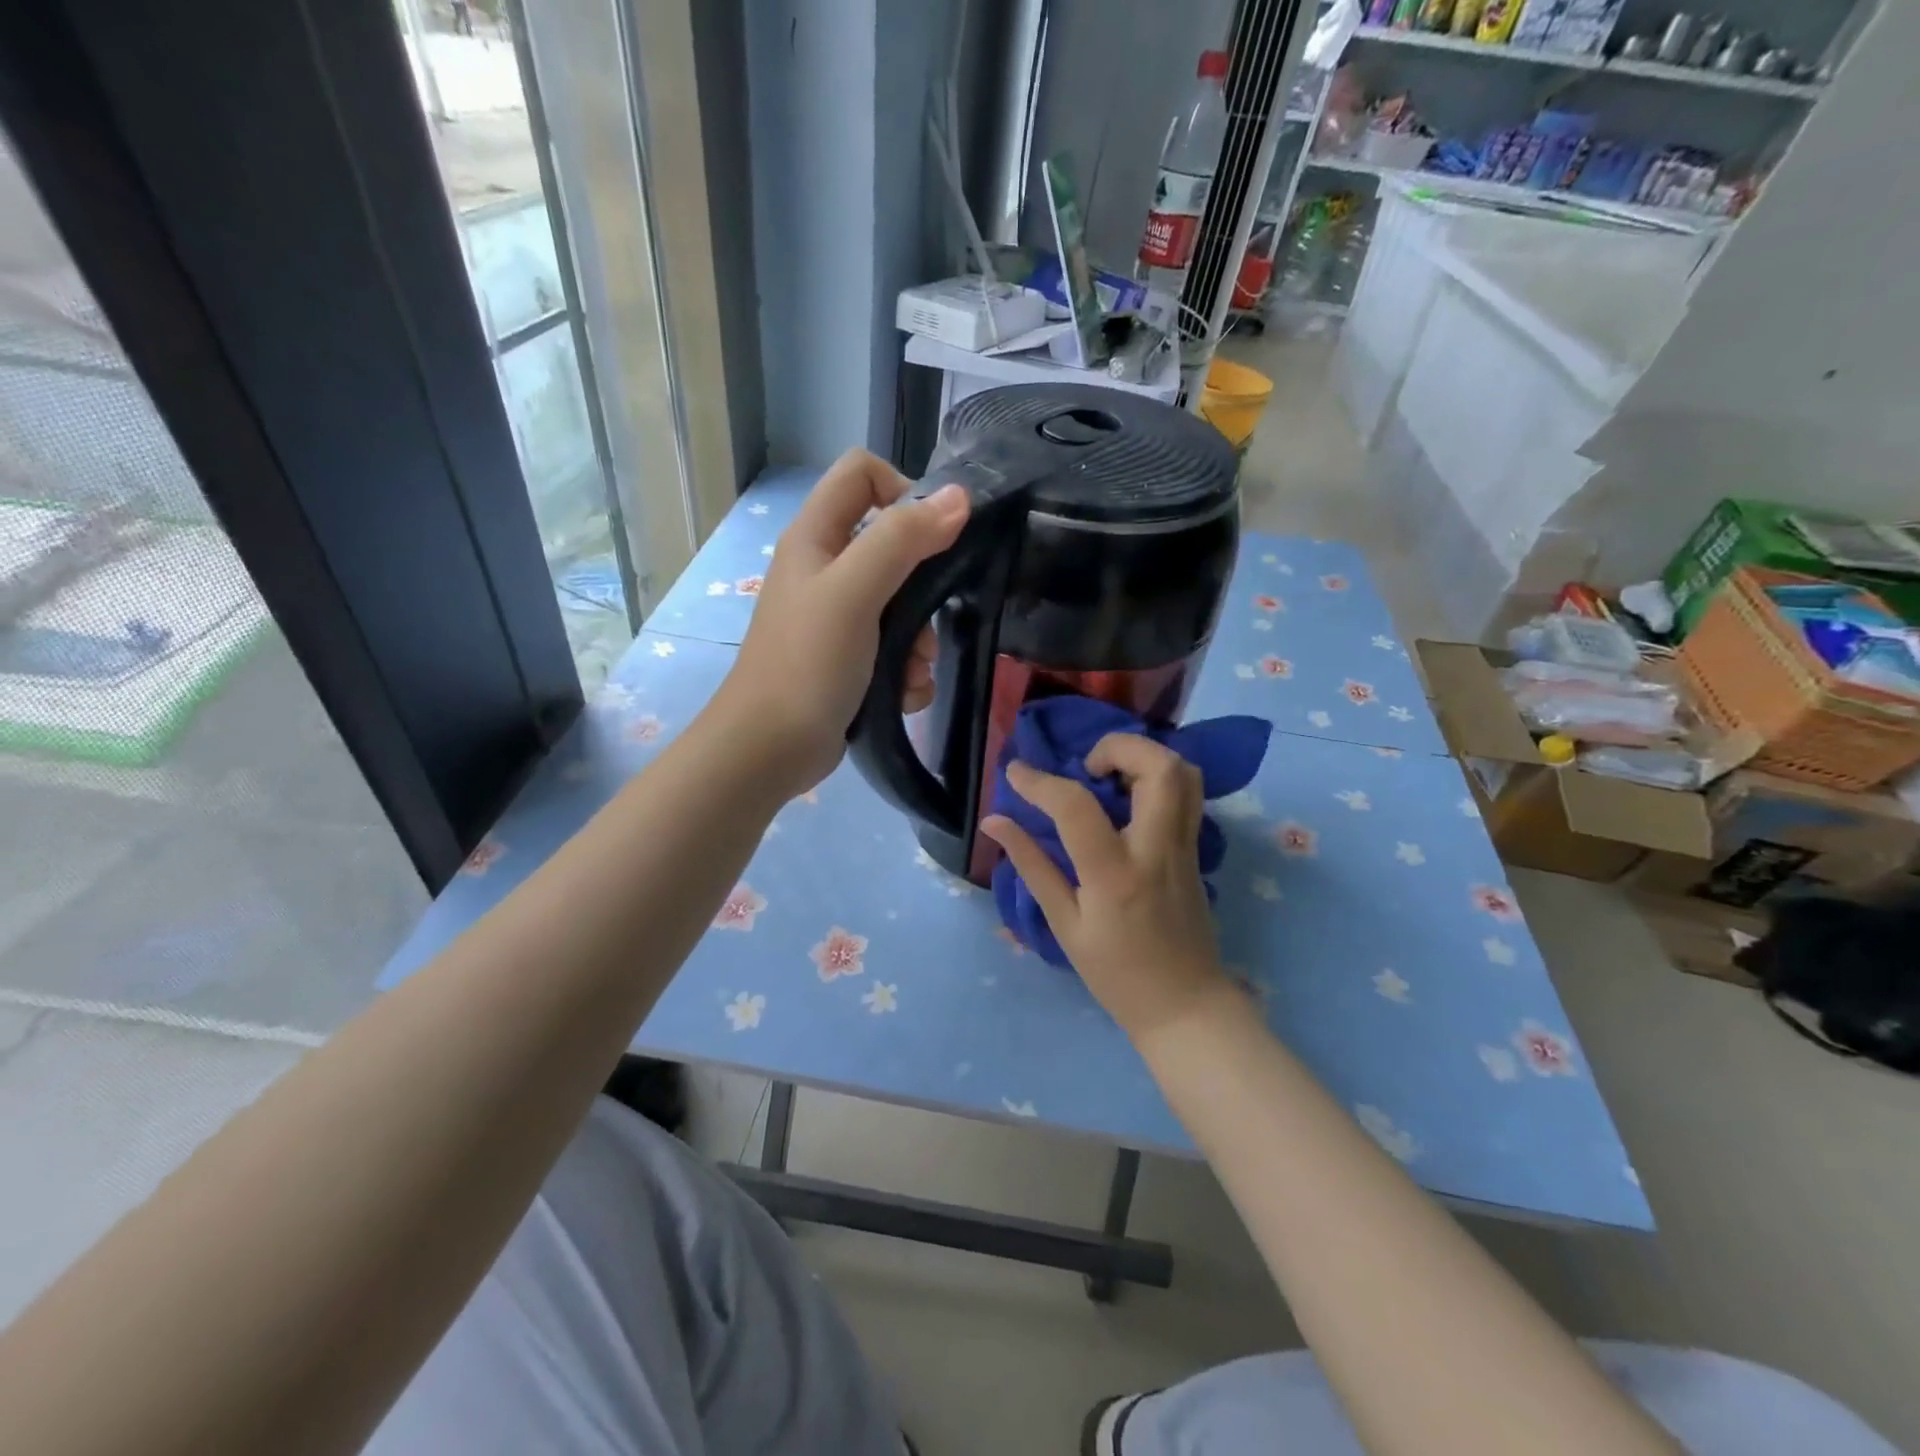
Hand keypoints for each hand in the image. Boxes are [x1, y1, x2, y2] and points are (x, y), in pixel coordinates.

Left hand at [714, 450, 968, 793]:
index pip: (863, 474)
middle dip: (923, 586)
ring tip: (913, 671)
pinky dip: (908, 671)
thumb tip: (958, 497)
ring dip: (920, 640)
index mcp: (816, 537)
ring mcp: (838, 617)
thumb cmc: (807, 664)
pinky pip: (896, 647)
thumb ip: (902, 540)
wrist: (770, 750)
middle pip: (894, 545)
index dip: (903, 490)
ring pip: (903, 604)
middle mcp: (826, 569)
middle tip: (926, 623)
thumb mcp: (855, 593)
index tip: (933, 536)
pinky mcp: (850, 659)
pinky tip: (906, 694)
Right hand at [982, 733, 1234, 1042]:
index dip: (1039, 782)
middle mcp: (1157, 850)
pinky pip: (1188, 793)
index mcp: (1115, 874)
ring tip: (1110, 777)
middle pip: (1159, 767)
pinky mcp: (1198, 850)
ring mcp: (1186, 847)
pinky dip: (1159, 777)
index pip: (1076, 806)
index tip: (1015, 772)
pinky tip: (1130, 798)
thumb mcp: (1064, 924)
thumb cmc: (1116, 974)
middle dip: (1118, 747)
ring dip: (1145, 757)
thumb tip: (995, 822)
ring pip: (1185, 773)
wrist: (1185, 1006)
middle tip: (1087, 768)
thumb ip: (1032, 866)